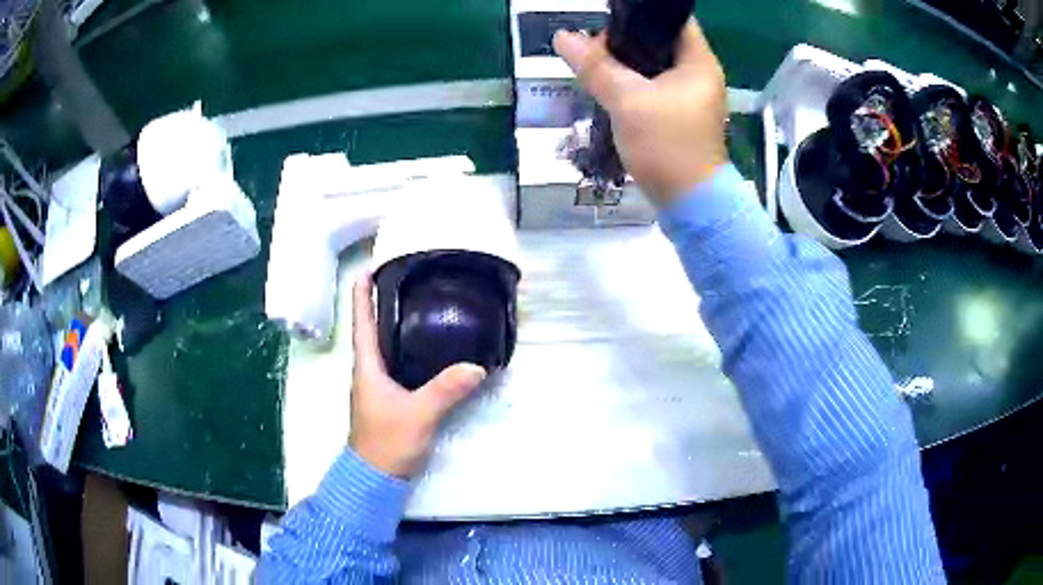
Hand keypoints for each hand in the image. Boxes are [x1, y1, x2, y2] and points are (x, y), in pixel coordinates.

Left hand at [349, 274, 486, 477]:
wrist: (377, 477)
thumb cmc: (388, 442)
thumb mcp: (419, 414)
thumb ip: (446, 390)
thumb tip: (477, 365)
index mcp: (366, 366)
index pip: (361, 320)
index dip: (362, 292)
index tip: (370, 266)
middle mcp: (368, 370)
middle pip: (371, 327)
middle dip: (382, 300)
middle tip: (406, 278)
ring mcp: (377, 384)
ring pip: (384, 345)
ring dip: (393, 323)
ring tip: (418, 304)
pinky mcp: (389, 397)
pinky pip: (397, 362)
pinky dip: (407, 346)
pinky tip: (428, 347)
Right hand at [553, 21, 727, 204]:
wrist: (689, 204)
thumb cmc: (667, 145)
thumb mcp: (627, 101)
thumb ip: (596, 67)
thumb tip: (562, 37)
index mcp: (699, 62)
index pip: (673, 19)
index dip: (640, 15)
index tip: (608, 20)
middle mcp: (699, 74)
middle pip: (659, 41)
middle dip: (625, 40)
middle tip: (594, 50)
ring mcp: (690, 96)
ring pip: (653, 65)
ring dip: (624, 64)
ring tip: (595, 67)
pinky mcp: (679, 115)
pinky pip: (652, 87)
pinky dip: (631, 84)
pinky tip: (608, 87)